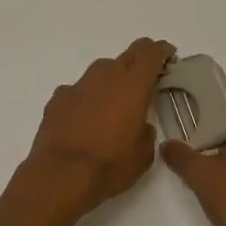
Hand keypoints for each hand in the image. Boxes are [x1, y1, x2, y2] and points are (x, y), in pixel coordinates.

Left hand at [24, 38, 174, 214]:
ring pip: (100, 72)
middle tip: (144, 81)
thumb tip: (140, 126)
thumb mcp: (143, 155)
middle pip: (126, 56)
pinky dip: (85, 99)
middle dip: (138, 63)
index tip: (167, 56)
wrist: (61, 174)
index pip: (150, 52)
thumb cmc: (110, 165)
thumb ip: (146, 132)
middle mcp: (105, 76)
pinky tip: (84, 118)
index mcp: (133, 85)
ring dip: (110, 81)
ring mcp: (78, 85)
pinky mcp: (57, 98)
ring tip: (112, 104)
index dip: (161, 51)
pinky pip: (78, 91)